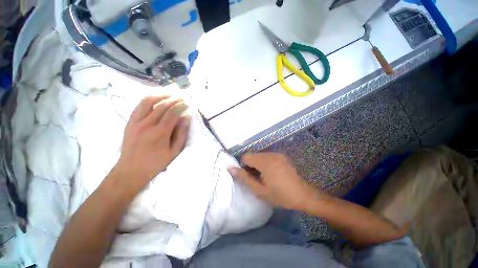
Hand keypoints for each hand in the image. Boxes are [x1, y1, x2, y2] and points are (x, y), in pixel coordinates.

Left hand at [114, 95, 190, 192]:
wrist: (130, 170)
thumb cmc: (156, 163)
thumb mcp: (174, 152)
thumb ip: (182, 134)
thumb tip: (186, 119)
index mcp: (159, 133)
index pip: (172, 113)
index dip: (181, 106)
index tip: (187, 103)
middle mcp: (147, 124)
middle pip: (162, 105)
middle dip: (174, 99)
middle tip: (182, 97)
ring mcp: (136, 122)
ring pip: (148, 101)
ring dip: (161, 95)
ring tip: (170, 94)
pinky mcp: (130, 122)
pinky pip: (139, 106)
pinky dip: (149, 99)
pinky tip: (156, 99)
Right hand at [228, 153, 317, 210]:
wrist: (303, 195)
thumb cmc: (280, 195)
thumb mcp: (259, 190)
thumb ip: (244, 178)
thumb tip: (230, 168)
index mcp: (265, 161)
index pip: (246, 156)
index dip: (244, 166)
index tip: (249, 177)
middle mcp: (271, 154)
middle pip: (253, 155)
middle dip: (251, 165)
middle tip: (256, 179)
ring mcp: (278, 154)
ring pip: (260, 156)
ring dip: (258, 164)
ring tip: (264, 177)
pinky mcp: (282, 156)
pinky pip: (268, 156)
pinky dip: (265, 163)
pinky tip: (272, 173)